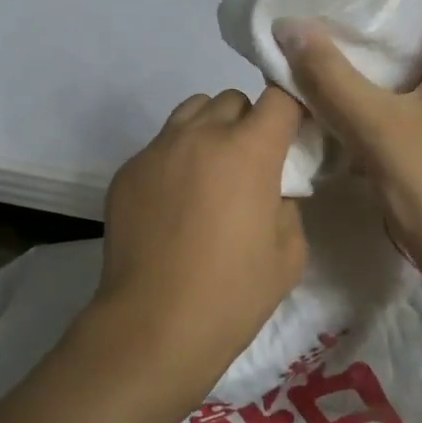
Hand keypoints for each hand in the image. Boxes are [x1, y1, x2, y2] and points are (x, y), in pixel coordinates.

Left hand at [90, 86, 306, 397]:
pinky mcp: (127, 171)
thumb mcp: (289, 252)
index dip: (291, 111)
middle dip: (249, 122)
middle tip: (250, 165)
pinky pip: (160, 146)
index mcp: (249, 150)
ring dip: (209, 130)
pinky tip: (173, 204)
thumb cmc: (233, 293)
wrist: (154, 325)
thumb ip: (289, 203)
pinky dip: (175, 159)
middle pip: (232, 99)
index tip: (294, 136)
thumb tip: (273, 187)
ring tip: (210, 175)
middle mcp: (200, 135)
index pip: (278, 97)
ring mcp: (158, 150)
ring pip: (192, 111)